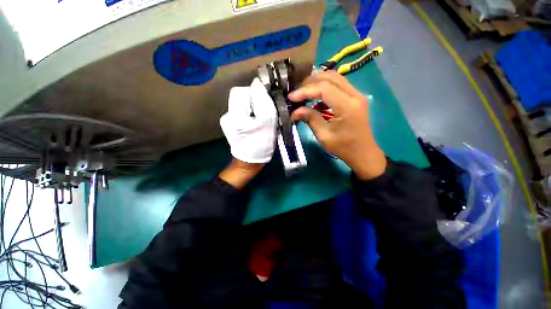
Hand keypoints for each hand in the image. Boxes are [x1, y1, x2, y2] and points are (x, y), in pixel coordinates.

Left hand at [219, 78, 276, 187]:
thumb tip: (258, 84)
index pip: (242, 90)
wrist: (250, 162)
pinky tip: (255, 123)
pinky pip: (242, 111)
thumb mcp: (267, 122)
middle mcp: (227, 114)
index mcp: (235, 114)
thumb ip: (264, 101)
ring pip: (243, 104)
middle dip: (255, 101)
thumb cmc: (261, 144)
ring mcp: (228, 119)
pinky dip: (250, 113)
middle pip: (242, 96)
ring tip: (261, 119)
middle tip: (265, 113)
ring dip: (253, 107)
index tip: (266, 102)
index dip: (255, 93)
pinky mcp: (231, 124)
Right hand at [289, 71, 385, 179]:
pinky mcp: (355, 97)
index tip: (291, 97)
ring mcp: (357, 94)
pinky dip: (324, 87)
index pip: (324, 89)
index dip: (305, 91)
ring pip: (334, 78)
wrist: (363, 152)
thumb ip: (310, 119)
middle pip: (330, 77)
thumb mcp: (324, 135)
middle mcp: (355, 95)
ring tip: (303, 92)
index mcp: (347, 106)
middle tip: (296, 92)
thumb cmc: (343, 147)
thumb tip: (294, 111)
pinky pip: (338, 85)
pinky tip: (315, 97)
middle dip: (310, 82)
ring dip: (317, 82)